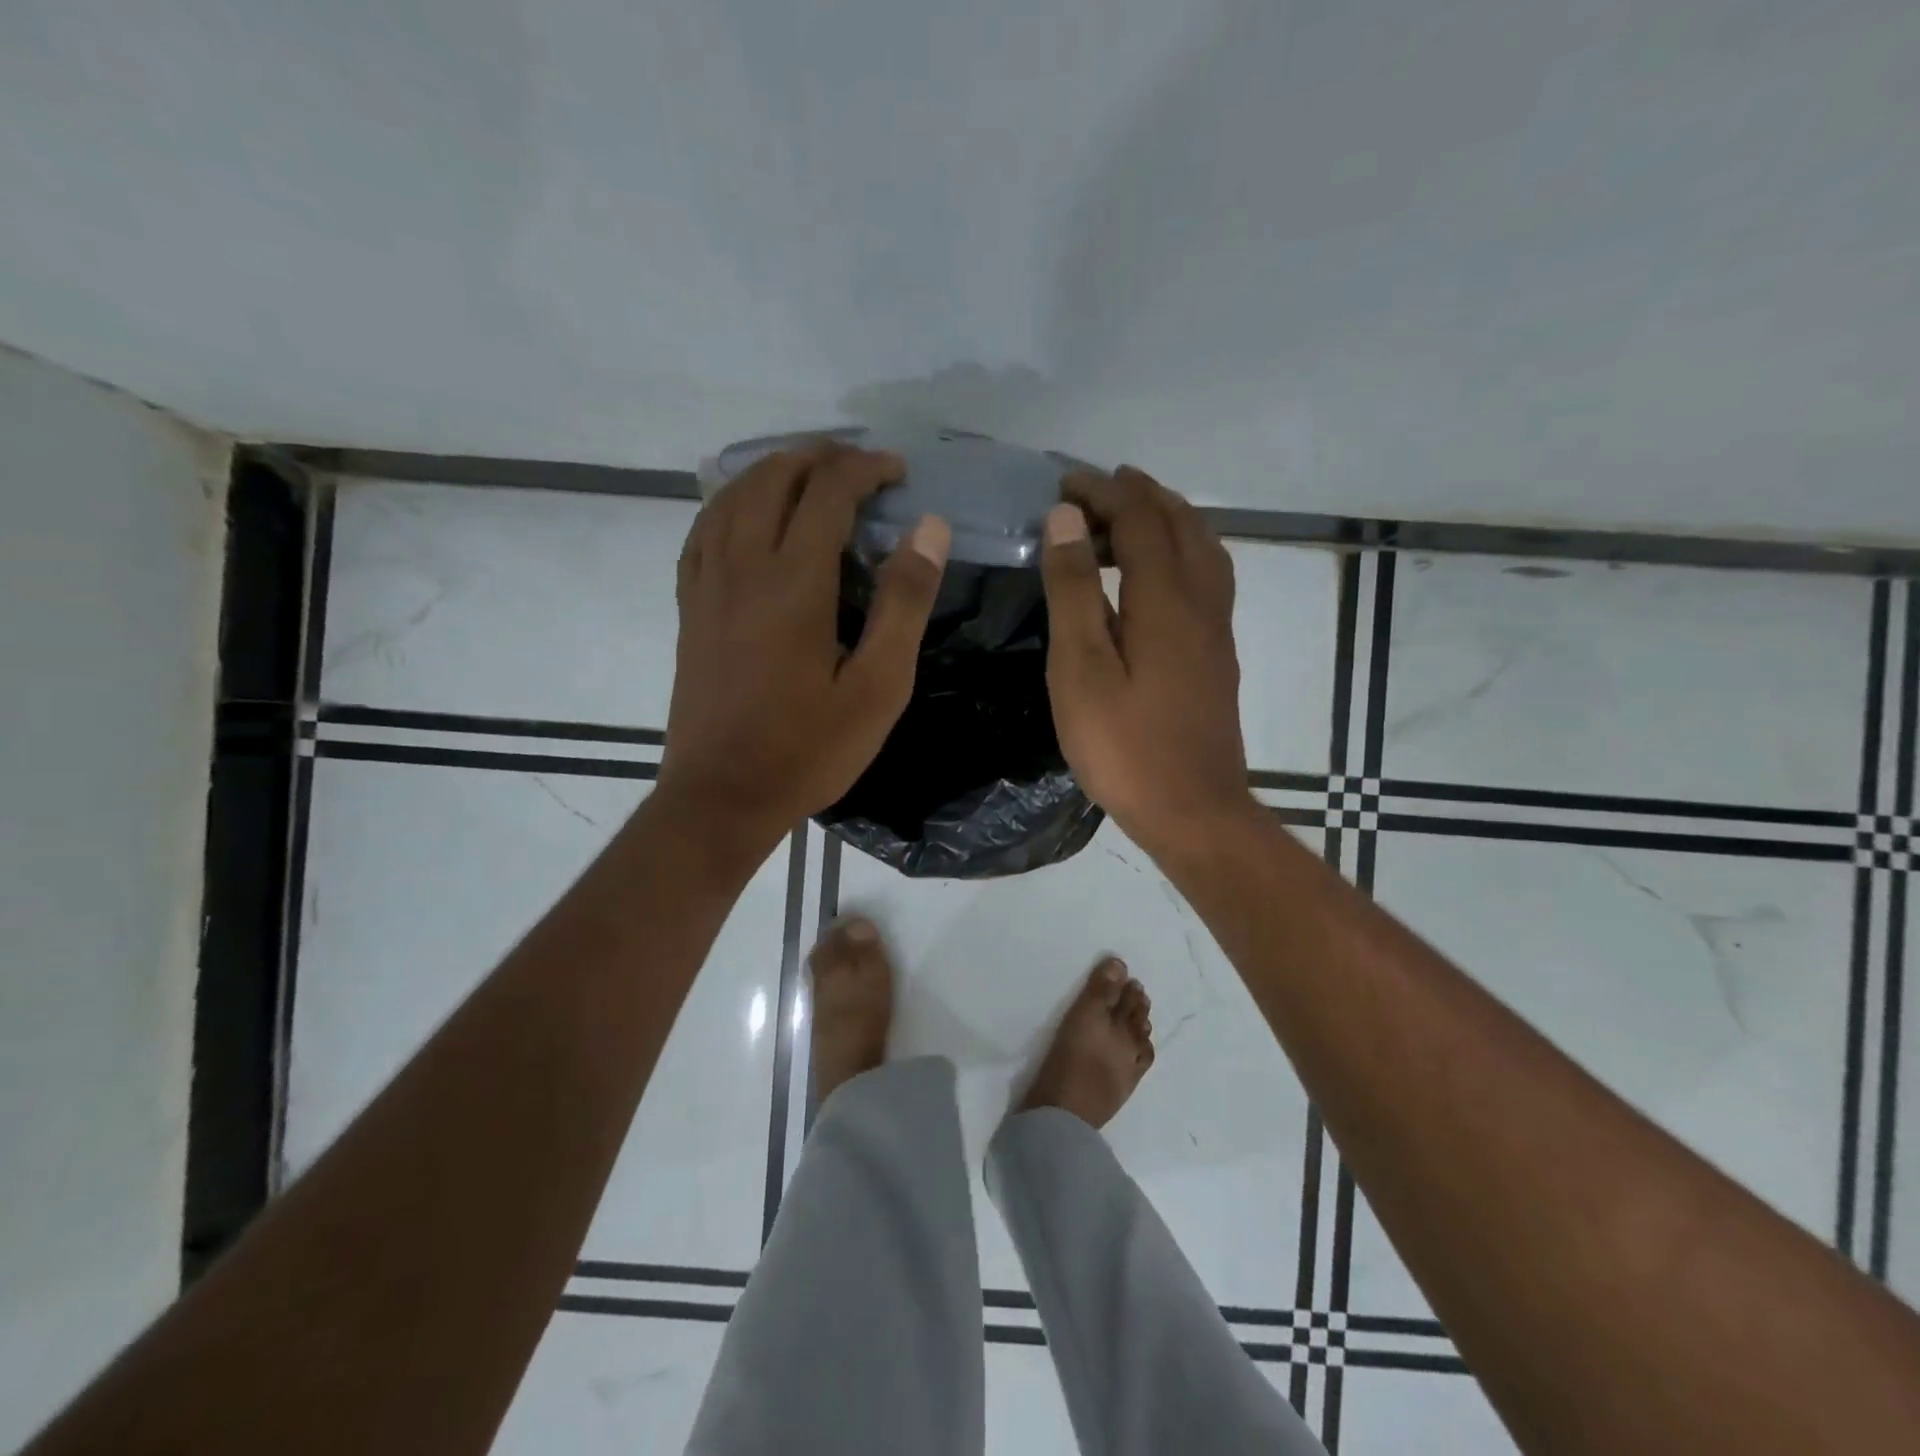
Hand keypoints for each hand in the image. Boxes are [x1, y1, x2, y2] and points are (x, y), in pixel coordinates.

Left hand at [656, 442, 949, 851]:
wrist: (722, 797)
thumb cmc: (808, 749)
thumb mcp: (879, 687)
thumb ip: (904, 603)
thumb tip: (929, 529)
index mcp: (794, 583)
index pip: (828, 492)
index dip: (865, 468)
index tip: (897, 471)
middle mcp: (742, 567)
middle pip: (773, 479)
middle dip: (819, 458)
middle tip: (858, 466)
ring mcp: (706, 586)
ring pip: (730, 497)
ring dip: (772, 471)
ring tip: (808, 476)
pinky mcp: (689, 609)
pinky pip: (702, 532)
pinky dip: (729, 504)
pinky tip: (746, 516)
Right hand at [1040, 466, 1254, 854]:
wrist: (1192, 810)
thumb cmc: (1124, 745)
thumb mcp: (1081, 667)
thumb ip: (1075, 589)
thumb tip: (1066, 519)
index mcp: (1166, 598)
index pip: (1140, 517)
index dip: (1103, 492)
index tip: (1063, 485)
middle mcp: (1202, 601)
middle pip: (1180, 523)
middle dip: (1137, 495)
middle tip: (1092, 492)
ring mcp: (1217, 629)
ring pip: (1202, 548)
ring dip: (1165, 519)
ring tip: (1125, 518)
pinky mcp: (1218, 654)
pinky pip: (1207, 576)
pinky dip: (1180, 552)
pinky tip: (1156, 575)